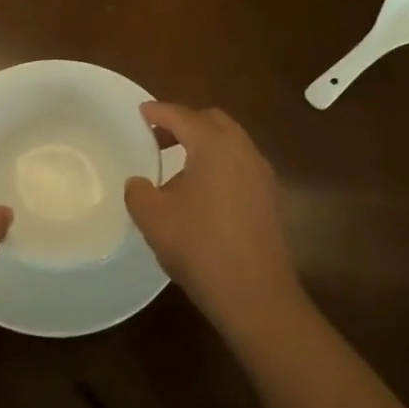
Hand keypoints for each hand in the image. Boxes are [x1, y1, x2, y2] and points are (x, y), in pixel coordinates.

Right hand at [125, 103, 303, 338]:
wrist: (255, 295)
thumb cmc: (200, 247)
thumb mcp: (153, 218)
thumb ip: (138, 192)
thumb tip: (139, 183)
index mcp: (214, 147)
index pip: (183, 116)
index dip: (159, 111)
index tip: (141, 112)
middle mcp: (243, 152)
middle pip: (213, 121)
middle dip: (185, 122)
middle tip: (158, 136)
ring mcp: (262, 176)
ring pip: (231, 143)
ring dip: (204, 144)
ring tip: (176, 167)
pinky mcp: (270, 199)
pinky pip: (240, 165)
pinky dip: (219, 164)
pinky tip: (201, 193)